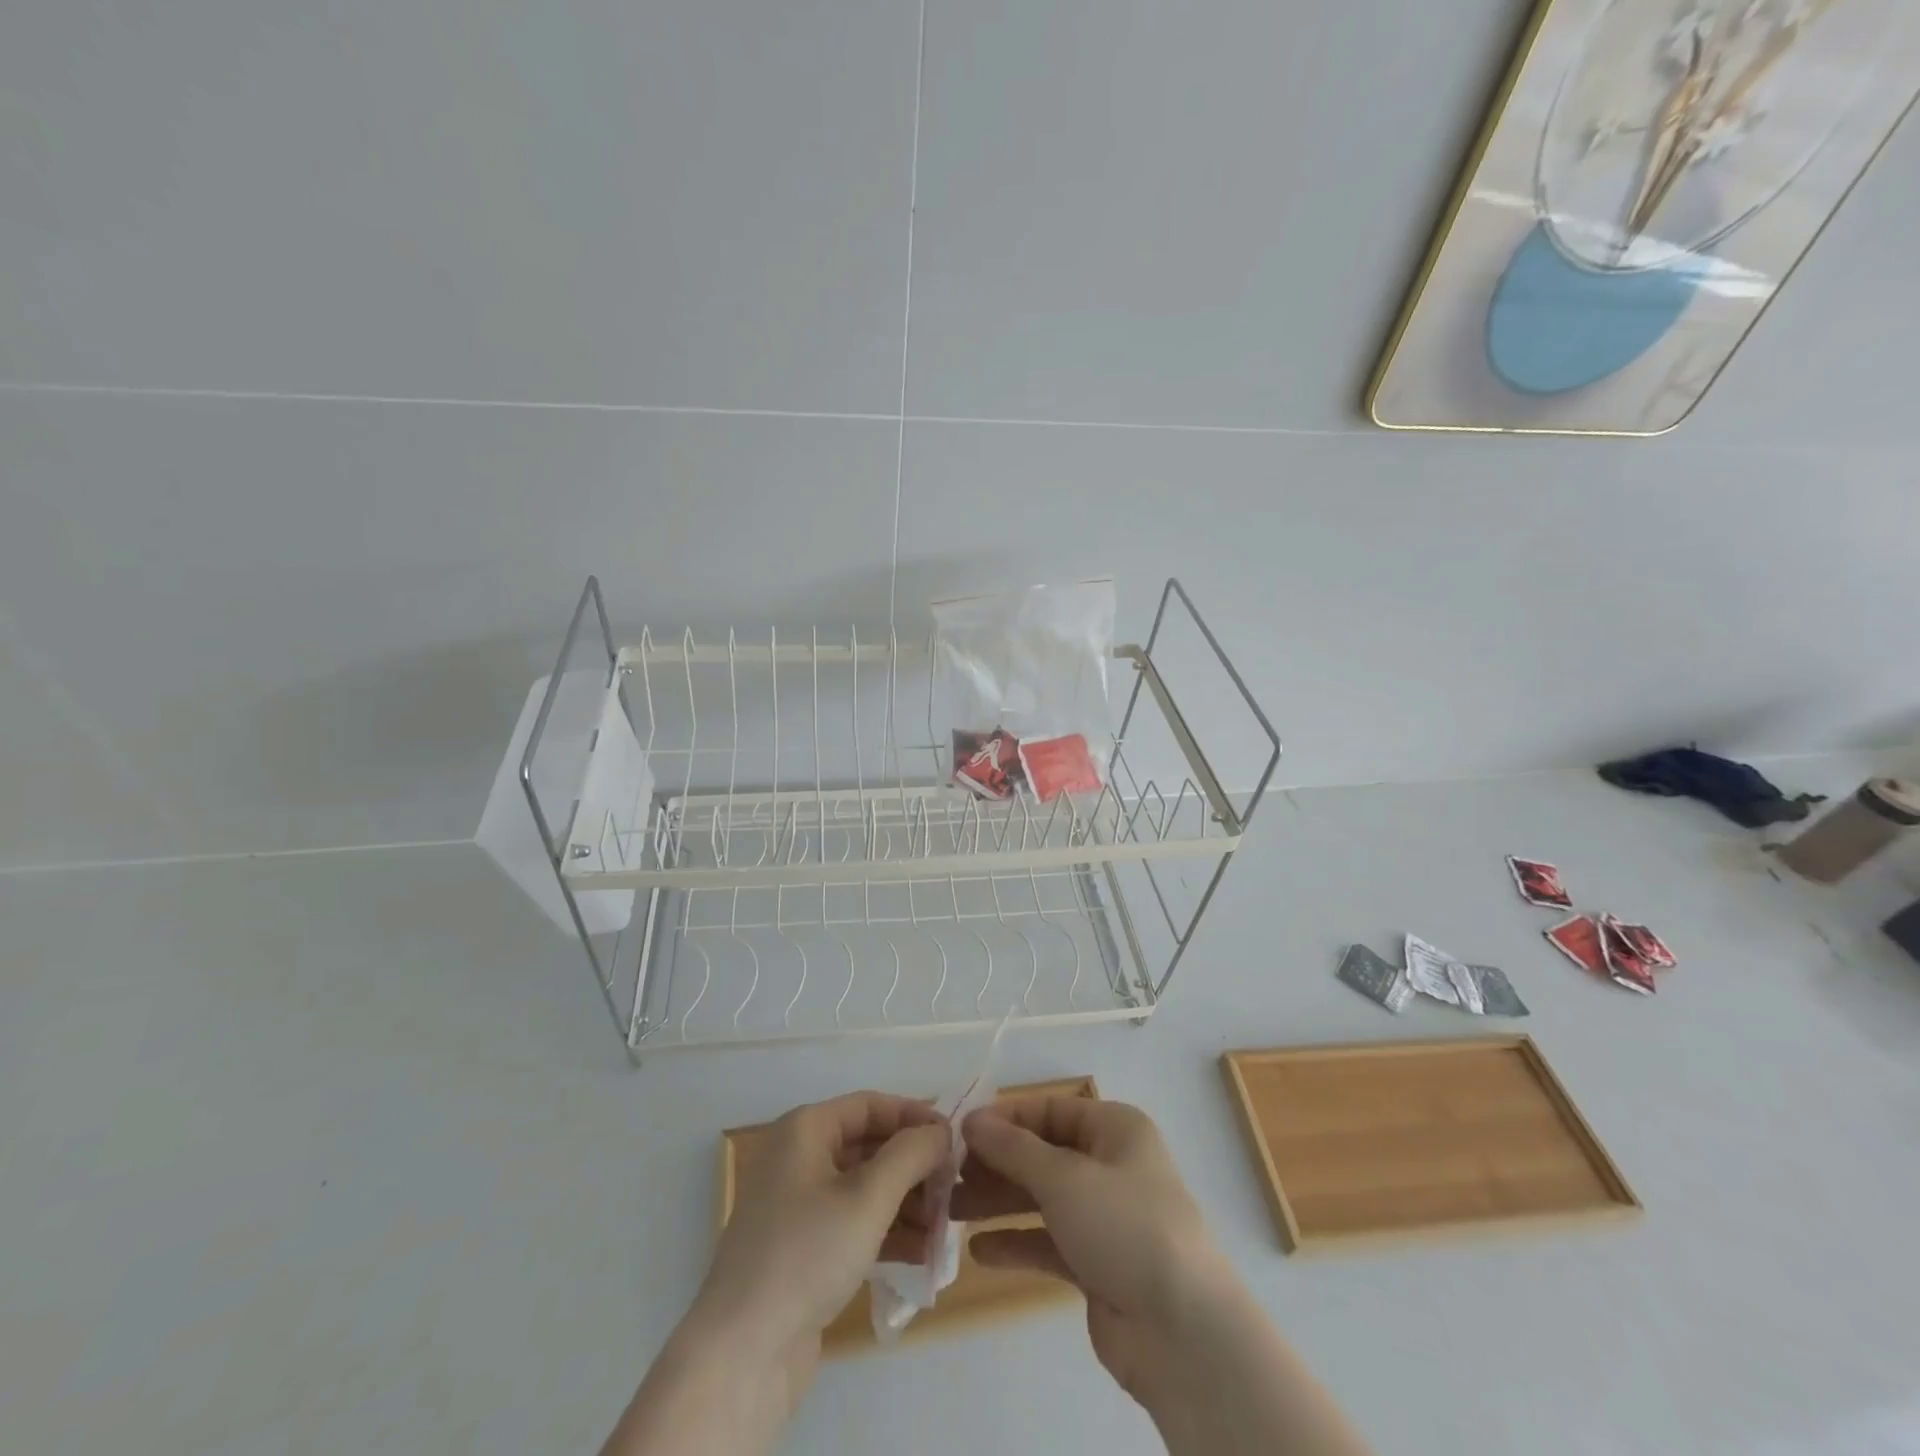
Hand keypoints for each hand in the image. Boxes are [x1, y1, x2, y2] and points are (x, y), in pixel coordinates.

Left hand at [694, 1091, 950, 1395]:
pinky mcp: (804, 1249)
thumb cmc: (806, 1254)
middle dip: (914, 1167)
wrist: (742, 1354)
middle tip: (954, 1189)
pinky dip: (887, 1233)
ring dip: (907, 1203)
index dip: (914, 1117)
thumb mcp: (867, 1198)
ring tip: (944, 1228)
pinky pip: (854, 1224)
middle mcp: (800, 1158)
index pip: (871, 1105)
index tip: (954, 1140)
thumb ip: (910, 1155)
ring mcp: (799, 1206)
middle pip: (870, 1146)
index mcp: (806, 1130)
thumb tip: (940, 1130)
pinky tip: (922, 1254)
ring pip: (865, 1188)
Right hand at [954, 1097, 1230, 1407]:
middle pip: (1043, 1155)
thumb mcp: (1063, 1177)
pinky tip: (978, 1251)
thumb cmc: (1124, 1226)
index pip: (1050, 1111)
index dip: (1006, 1119)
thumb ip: (1013, 1149)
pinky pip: (1049, 1242)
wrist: (1183, 1332)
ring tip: (953, 1210)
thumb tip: (972, 1120)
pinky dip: (1016, 1242)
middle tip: (950, 1177)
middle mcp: (1112, 1165)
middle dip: (997, 1164)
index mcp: (1115, 1129)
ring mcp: (1106, 1217)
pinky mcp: (1098, 1264)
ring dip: (1000, 1202)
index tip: (960, 1132)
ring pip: (1042, 1199)